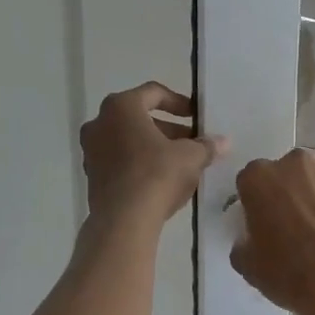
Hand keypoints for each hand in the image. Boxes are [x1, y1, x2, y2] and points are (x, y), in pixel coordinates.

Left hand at [79, 82, 227, 227]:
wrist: (123, 221)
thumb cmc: (157, 175)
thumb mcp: (191, 157)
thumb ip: (206, 145)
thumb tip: (224, 142)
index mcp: (121, 107)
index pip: (154, 93)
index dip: (179, 103)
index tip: (196, 117)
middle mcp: (99, 122)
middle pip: (139, 117)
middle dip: (169, 128)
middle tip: (192, 142)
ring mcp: (91, 150)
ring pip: (128, 139)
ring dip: (154, 146)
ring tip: (180, 162)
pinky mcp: (92, 176)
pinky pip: (119, 160)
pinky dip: (139, 163)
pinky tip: (160, 180)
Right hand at [230, 149, 314, 314]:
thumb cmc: (288, 273)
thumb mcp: (248, 264)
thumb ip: (243, 240)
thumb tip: (251, 237)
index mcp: (258, 178)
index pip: (250, 182)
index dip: (255, 202)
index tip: (262, 220)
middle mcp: (292, 163)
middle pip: (283, 172)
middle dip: (285, 191)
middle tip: (291, 220)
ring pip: (312, 176)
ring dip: (311, 191)